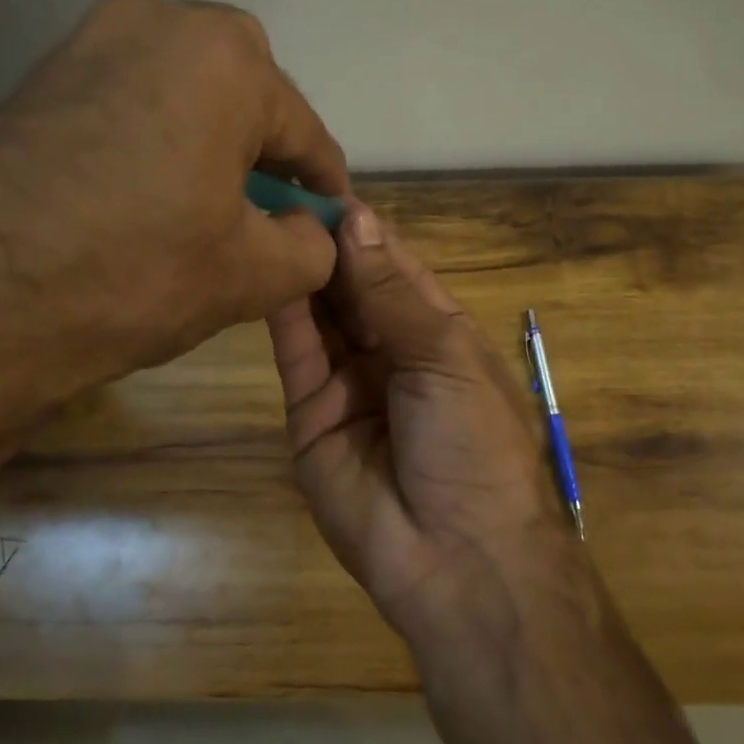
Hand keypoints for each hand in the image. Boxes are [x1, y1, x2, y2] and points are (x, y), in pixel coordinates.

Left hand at [0, 0, 348, 420]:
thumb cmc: (135, 275)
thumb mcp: (253, 274)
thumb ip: (312, 244)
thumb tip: (312, 229)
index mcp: (224, 58)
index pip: (303, 129)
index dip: (325, 182)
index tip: (334, 218)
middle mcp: (158, 22)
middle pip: (245, 91)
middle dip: (266, 147)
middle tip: (269, 207)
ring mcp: (89, 39)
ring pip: (185, 88)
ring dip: (211, 137)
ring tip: (210, 200)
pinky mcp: (42, 73)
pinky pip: (131, 95)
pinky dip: (158, 134)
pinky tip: (151, 189)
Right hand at [269, 203, 590, 650]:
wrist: (456, 557)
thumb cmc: (473, 443)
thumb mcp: (444, 355)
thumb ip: (391, 291)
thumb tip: (358, 218)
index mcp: (438, 334)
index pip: (396, 268)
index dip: (366, 230)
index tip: (327, 186)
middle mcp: (391, 352)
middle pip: (353, 288)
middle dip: (327, 245)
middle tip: (284, 192)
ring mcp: (349, 384)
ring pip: (321, 315)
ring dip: (303, 270)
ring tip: (270, 218)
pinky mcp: (310, 416)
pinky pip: (297, 355)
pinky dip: (285, 313)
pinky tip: (270, 267)